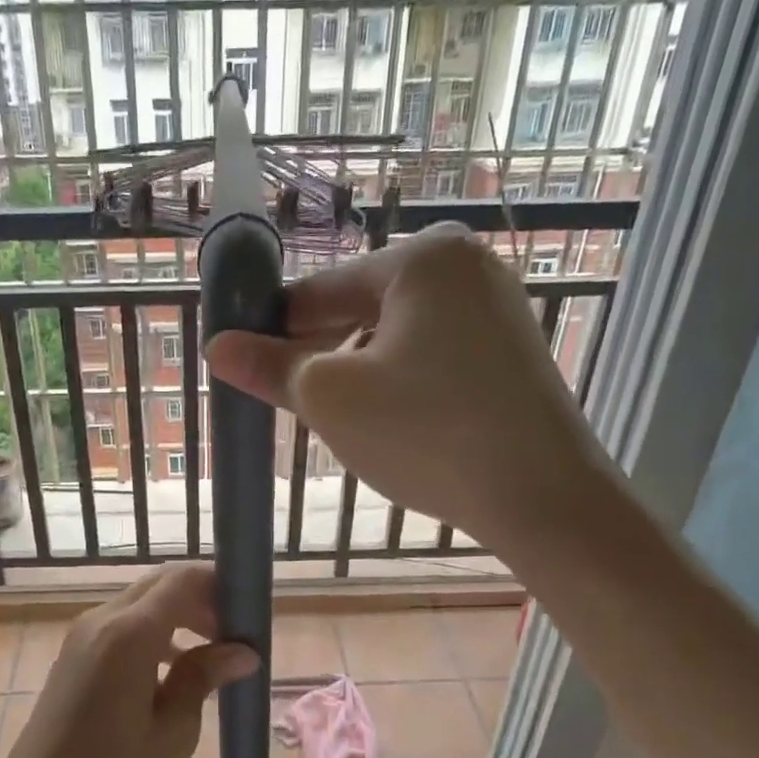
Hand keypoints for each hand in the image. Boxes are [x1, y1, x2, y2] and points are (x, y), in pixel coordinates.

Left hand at [0, 564, 257, 757]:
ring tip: (211, 653)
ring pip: (140, 603)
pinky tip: (173, 670)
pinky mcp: (73, 655)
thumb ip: (203, 678)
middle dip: (201, 598)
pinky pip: (121, 624)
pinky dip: (153, 632)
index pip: (182, 579)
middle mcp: (102, 620)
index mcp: (129, 633)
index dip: (219, 583)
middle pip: (160, 584)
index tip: (250, 610)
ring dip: (178, 615)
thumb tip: (242, 651)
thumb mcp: (172, 733)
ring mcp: (82, 635)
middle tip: (234, 635)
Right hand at [202, 222, 612, 555]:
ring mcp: (496, 308)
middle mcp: (465, 266)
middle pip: (360, 309)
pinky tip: (389, 423)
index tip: (243, 363)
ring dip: (357, 372)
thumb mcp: (332, 399)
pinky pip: (432, 355)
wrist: (541, 497)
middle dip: (320, 355)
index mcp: (421, 260)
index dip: (273, 329)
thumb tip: (216, 347)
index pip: (320, 290)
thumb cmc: (426, 435)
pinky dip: (399, 382)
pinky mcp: (511, 351)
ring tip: (339, 421)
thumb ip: (271, 367)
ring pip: (395, 336)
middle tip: (289, 403)